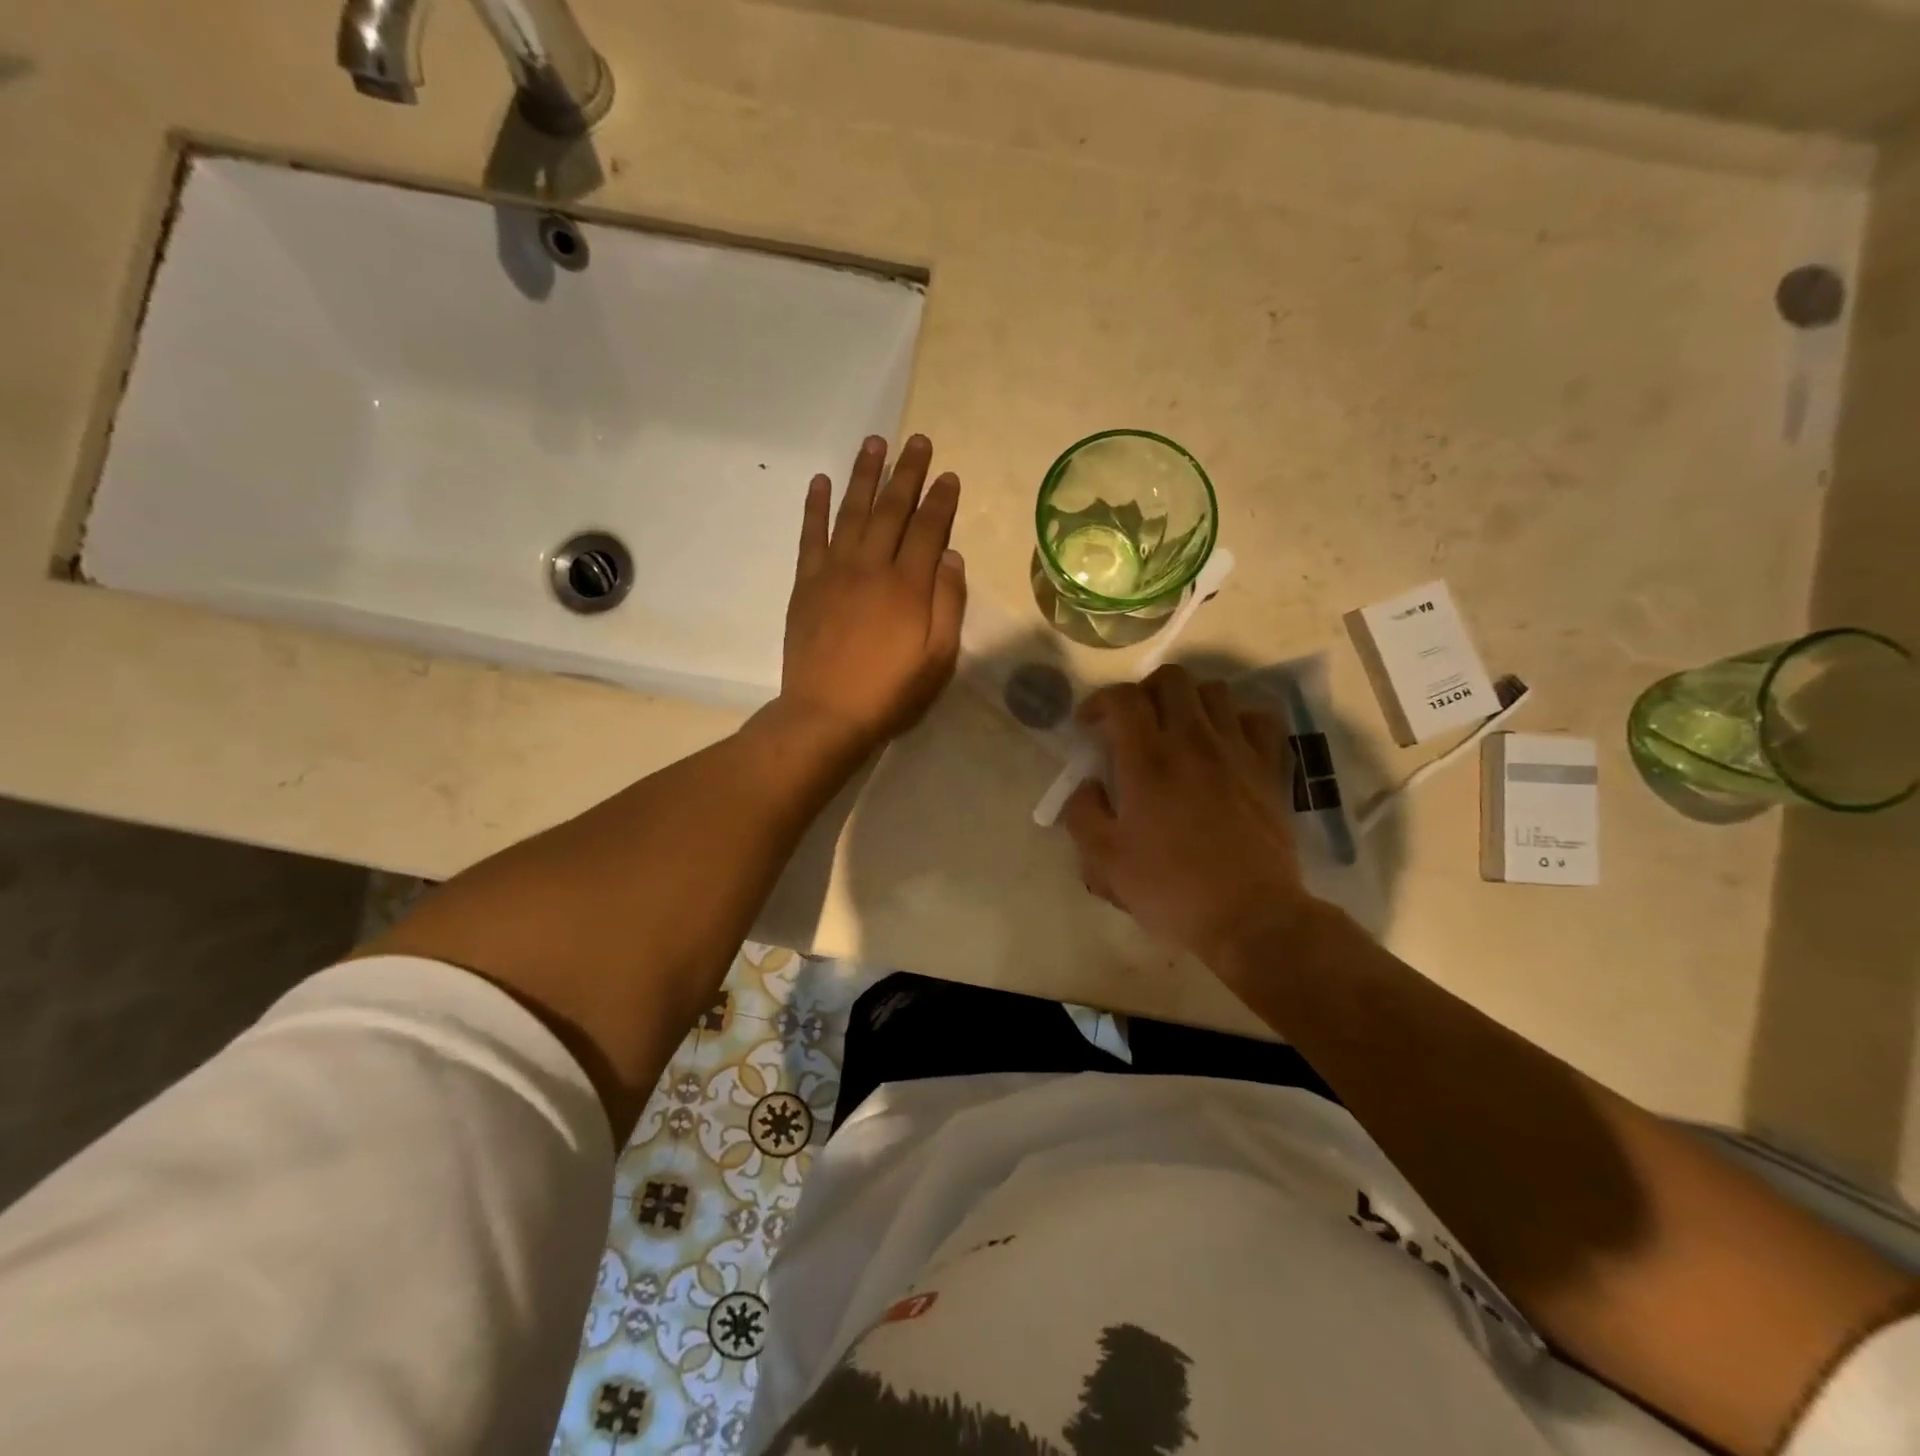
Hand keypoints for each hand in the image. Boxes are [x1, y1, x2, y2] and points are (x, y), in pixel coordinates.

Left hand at [777, 434, 966, 757]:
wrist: (826, 714)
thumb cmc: (890, 692)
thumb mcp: (938, 658)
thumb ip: (948, 604)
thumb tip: (951, 556)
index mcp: (908, 586)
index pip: (928, 529)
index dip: (940, 500)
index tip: (948, 474)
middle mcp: (871, 567)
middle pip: (892, 510)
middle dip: (907, 473)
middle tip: (917, 441)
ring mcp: (834, 571)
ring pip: (852, 512)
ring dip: (864, 476)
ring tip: (874, 443)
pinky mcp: (806, 584)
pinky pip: (810, 536)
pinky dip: (815, 507)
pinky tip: (820, 482)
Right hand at [1061, 665, 1316, 968]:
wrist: (1250, 917)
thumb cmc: (1170, 890)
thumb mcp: (1104, 862)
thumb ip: (1083, 814)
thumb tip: (1088, 786)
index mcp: (1147, 761)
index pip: (1121, 698)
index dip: (1098, 701)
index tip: (1089, 726)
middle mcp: (1193, 741)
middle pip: (1170, 678)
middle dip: (1143, 691)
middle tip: (1133, 723)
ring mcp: (1237, 751)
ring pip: (1214, 691)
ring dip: (1188, 701)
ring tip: (1177, 729)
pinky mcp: (1269, 768)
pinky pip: (1259, 718)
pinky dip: (1238, 718)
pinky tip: (1225, 741)